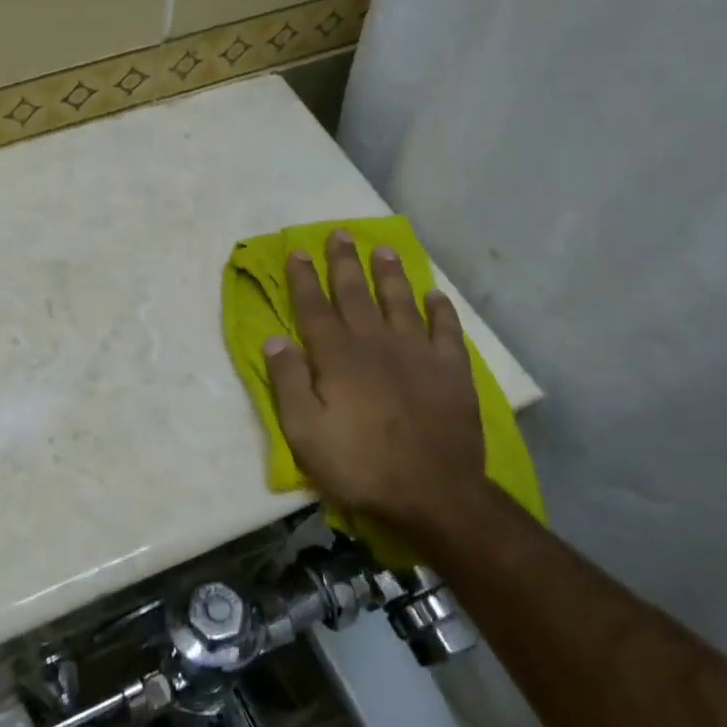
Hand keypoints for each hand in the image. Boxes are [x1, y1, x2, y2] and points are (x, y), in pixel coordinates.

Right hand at [263, 230, 485, 540]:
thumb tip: (274, 338)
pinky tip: (435, 295)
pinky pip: (446, 330)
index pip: (314, 307)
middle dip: (344, 262)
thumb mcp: (304, 431)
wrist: (434, 493)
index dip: (303, 278)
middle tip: (339, 233)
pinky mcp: (451, 371)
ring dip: (389, 274)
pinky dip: (440, 310)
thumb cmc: (359, 464)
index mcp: (337, 356)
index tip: (297, 251)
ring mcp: (418, 353)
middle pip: (355, 293)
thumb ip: (289, 381)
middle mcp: (376, 343)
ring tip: (383, 250)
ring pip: (400, 301)